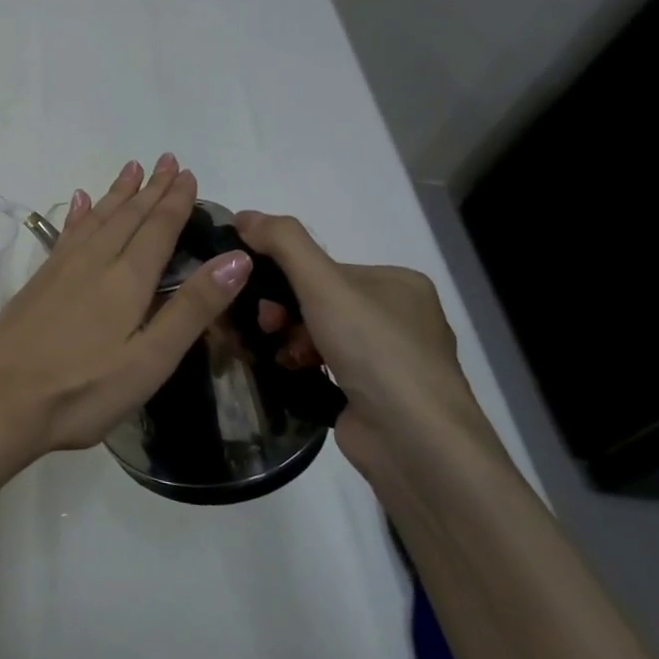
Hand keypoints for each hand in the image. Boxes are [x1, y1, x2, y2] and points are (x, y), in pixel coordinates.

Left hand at [0, 155, 251, 464]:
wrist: (2, 402)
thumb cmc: (84, 391)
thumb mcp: (150, 360)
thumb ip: (192, 309)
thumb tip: (236, 258)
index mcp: (126, 281)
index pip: (157, 229)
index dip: (175, 201)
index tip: (187, 173)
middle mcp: (93, 263)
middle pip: (127, 216)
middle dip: (150, 188)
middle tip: (167, 160)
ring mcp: (60, 270)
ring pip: (95, 219)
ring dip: (116, 194)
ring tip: (131, 169)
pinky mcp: (37, 283)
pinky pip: (65, 234)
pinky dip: (78, 215)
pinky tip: (78, 202)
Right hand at [232, 211, 509, 484]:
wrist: (415, 443)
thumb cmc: (375, 352)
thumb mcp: (325, 285)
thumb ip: (283, 243)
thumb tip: (242, 214)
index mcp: (398, 283)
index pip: (324, 267)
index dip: (284, 276)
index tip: (257, 293)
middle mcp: (399, 316)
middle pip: (319, 300)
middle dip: (285, 311)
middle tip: (266, 326)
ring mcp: (388, 359)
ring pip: (319, 334)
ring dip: (290, 339)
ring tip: (281, 356)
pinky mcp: (373, 395)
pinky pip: (324, 366)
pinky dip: (302, 366)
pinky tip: (290, 373)